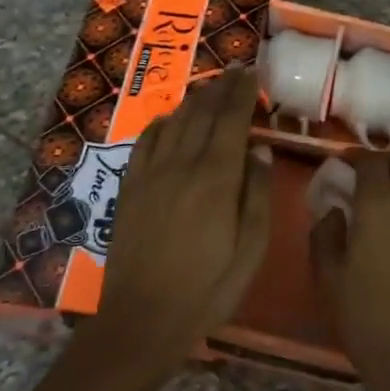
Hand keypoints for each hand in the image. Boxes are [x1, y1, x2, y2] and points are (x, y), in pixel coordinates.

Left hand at [85, 66, 270, 372]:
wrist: (141, 319)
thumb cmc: (208, 289)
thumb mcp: (250, 249)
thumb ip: (257, 194)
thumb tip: (259, 150)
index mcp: (216, 177)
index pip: (231, 119)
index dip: (242, 92)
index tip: (252, 73)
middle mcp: (181, 163)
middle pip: (203, 112)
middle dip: (221, 87)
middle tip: (236, 71)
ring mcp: (150, 173)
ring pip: (175, 120)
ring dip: (195, 99)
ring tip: (211, 87)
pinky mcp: (130, 186)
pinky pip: (147, 140)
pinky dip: (163, 121)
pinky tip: (172, 118)